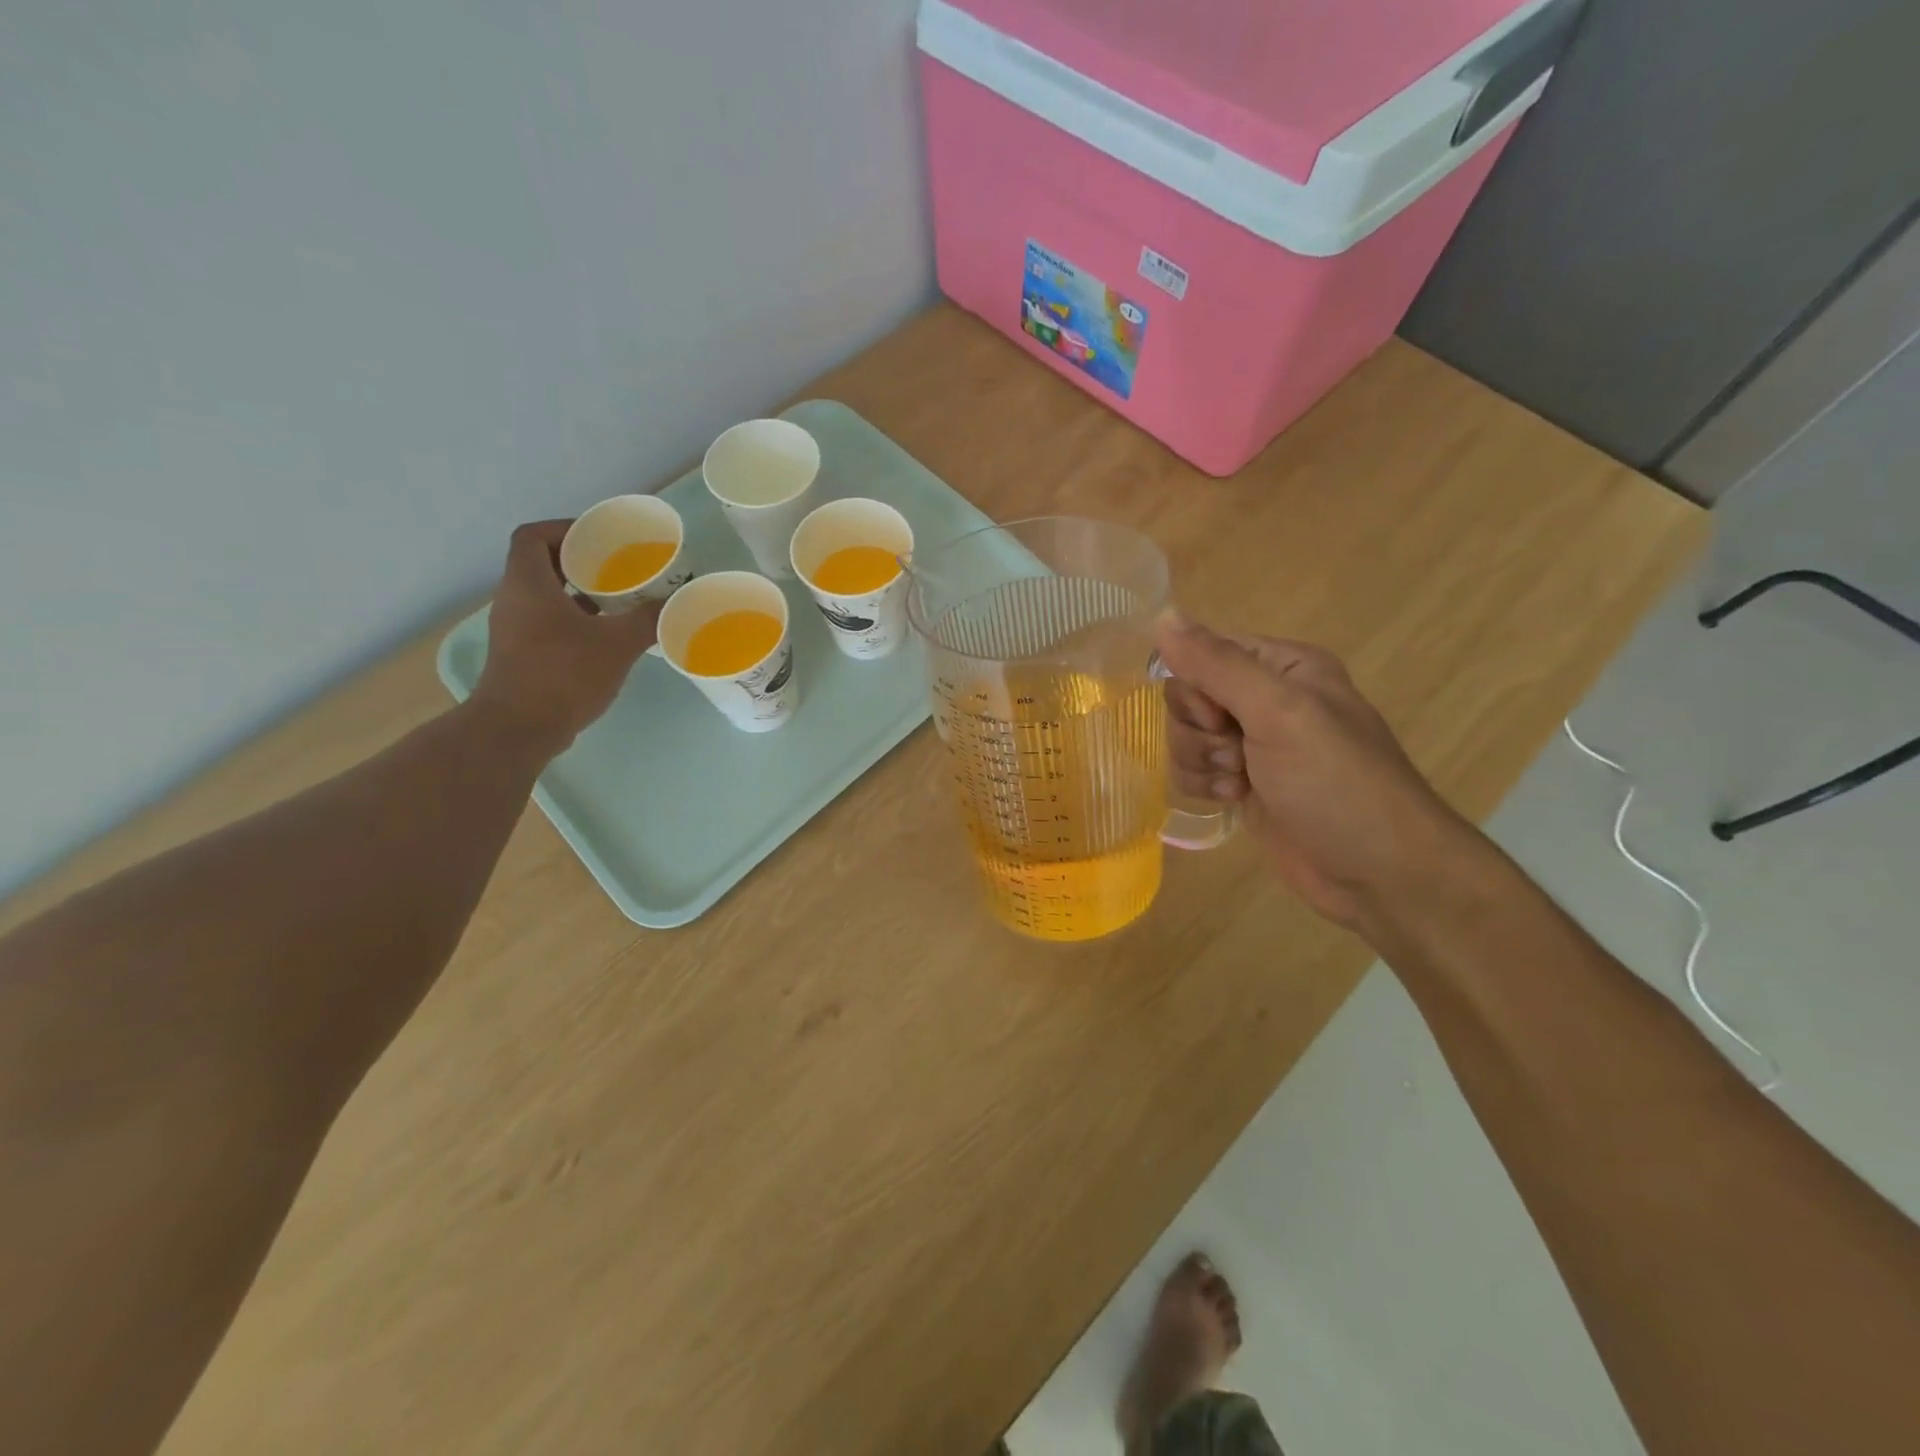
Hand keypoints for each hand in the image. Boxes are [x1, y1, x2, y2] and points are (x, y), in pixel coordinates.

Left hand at [469, 520, 660, 755]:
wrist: (519, 729)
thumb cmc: (564, 674)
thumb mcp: (617, 644)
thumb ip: (647, 619)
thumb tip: (675, 601)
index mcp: (528, 584)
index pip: (533, 536)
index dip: (565, 529)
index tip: (600, 540)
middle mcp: (514, 600)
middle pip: (542, 565)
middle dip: (582, 563)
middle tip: (620, 570)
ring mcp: (515, 630)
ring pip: (547, 597)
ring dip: (581, 595)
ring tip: (620, 602)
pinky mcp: (522, 656)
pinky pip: (548, 624)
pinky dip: (576, 621)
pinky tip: (607, 637)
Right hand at [1156, 615, 1466, 931]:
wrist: (1378, 874)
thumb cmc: (1336, 784)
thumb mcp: (1279, 713)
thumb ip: (1217, 665)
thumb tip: (1161, 616)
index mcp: (1283, 666)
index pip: (1204, 650)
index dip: (1196, 684)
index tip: (1219, 716)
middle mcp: (1265, 698)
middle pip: (1187, 695)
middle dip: (1198, 729)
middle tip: (1235, 753)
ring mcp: (1252, 743)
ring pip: (1184, 734)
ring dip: (1200, 761)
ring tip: (1239, 783)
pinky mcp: (1242, 782)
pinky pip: (1192, 768)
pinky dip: (1203, 784)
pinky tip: (1235, 799)